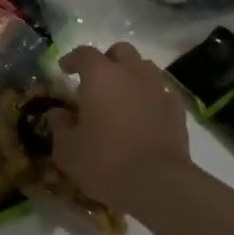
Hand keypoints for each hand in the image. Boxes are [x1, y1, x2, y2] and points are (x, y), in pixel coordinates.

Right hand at [53, 43, 189, 210]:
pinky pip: (160, 89)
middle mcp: (130, 72)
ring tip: (122, 95)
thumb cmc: (106, 162)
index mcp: (100, 76)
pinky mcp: (176, 107)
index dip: (73, 59)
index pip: (84, 54)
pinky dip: (150, 95)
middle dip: (107, 60)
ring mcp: (157, 87)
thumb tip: (57, 113)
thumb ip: (59, 126)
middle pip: (120, 51)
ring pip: (143, 66)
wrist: (159, 183)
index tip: (65, 69)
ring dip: (131, 74)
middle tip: (97, 81)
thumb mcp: (68, 150)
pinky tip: (144, 113)